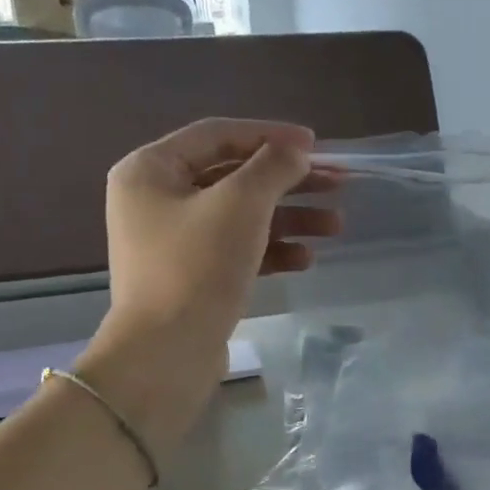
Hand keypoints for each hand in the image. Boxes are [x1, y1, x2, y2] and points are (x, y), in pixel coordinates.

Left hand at [80, 120, 338, 445]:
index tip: (317, 145)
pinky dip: (271, 250)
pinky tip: (306, 259)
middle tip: (339, 185)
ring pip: (240, 216)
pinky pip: (236, 250)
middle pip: (234, 176)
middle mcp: (156, 200)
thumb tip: (296, 150)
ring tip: (335, 227)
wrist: (166, 354)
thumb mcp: (240, 205)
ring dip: (289, 218)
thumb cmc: (197, 267)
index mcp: (151, 170)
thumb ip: (273, 167)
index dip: (270, 134)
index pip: (218, 134)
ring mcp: (172, 242)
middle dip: (289, 181)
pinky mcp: (190, 277)